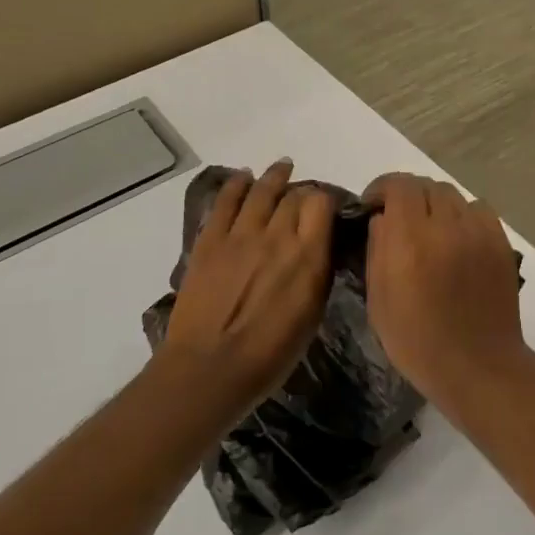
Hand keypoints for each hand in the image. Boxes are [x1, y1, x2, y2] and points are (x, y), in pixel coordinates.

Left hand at [163, 160, 334, 416]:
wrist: (210, 368)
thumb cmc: (269, 355)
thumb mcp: (311, 315)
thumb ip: (317, 273)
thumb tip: (318, 248)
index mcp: (308, 256)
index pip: (321, 205)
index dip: (324, 201)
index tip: (325, 209)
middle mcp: (277, 236)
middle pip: (293, 196)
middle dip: (301, 192)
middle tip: (303, 197)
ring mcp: (241, 235)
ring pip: (262, 191)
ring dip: (274, 176)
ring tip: (282, 167)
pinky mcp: (210, 240)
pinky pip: (226, 202)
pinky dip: (236, 184)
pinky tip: (243, 176)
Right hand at [363, 174, 528, 417]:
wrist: (477, 365)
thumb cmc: (417, 341)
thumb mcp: (378, 300)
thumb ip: (377, 249)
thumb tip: (382, 218)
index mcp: (410, 239)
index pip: (399, 186)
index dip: (382, 187)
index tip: (373, 204)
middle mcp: (446, 226)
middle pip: (426, 186)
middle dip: (408, 196)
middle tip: (400, 218)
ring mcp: (478, 232)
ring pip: (453, 195)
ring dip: (436, 204)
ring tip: (430, 229)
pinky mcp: (501, 242)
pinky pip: (479, 210)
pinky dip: (463, 215)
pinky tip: (458, 238)